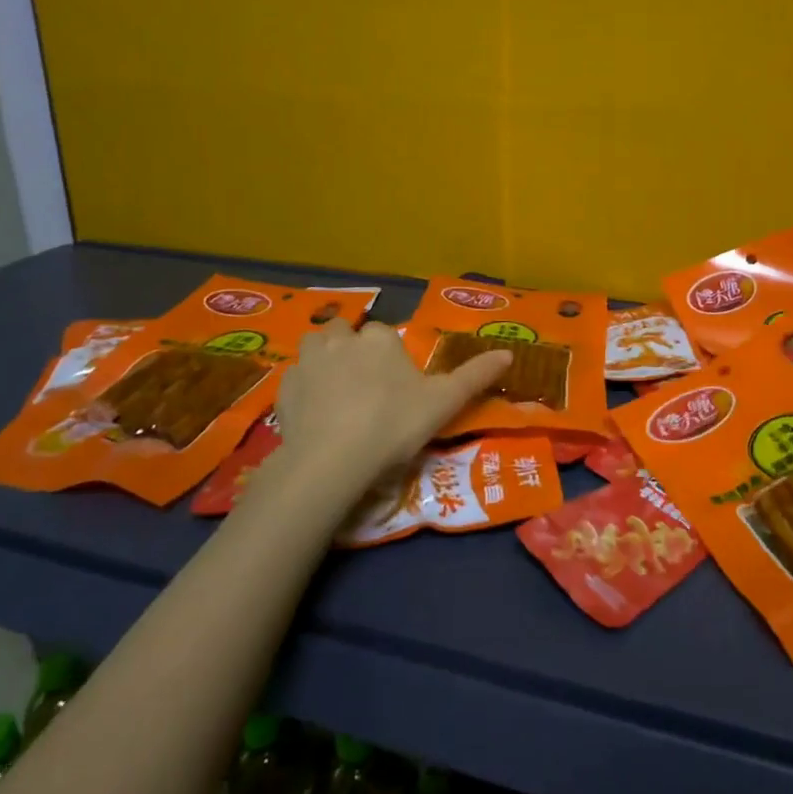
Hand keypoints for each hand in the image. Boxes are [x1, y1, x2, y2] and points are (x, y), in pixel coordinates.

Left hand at [269, 320, 511, 499]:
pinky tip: (313, 415)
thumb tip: (509, 354)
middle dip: (351, 349)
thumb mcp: (443, 403)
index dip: (390, 357)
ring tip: (335, 393)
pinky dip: (303, 390)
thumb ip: (475, 376)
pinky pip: (295, 380)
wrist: (332, 460)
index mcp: (379, 339)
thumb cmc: (393, 425)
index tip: (397, 387)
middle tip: (364, 386)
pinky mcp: (283, 389)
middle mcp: (341, 339)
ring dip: (323, 361)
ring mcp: (308, 362)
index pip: (384, 335)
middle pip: (345, 333)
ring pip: (315, 348)